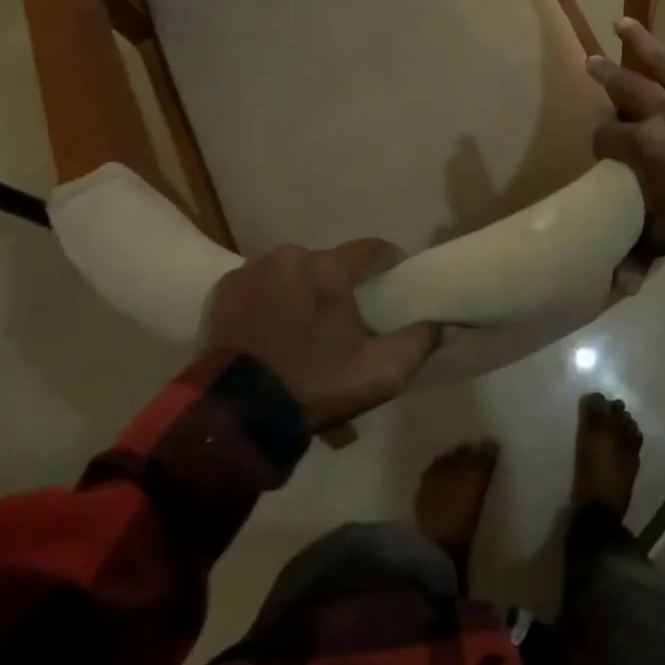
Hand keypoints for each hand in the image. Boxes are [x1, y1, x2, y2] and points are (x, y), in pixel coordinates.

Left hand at [202, 240, 437, 430]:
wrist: (235, 416)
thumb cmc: (314, 387)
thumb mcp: (381, 373)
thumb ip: (419, 341)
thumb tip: (440, 322)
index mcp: (329, 270)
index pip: (373, 249)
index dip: (388, 263)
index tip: (394, 283)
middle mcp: (291, 257)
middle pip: (329, 263)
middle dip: (339, 285)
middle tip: (342, 320)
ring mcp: (252, 270)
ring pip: (293, 272)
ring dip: (302, 291)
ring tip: (301, 328)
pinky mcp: (224, 289)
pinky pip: (259, 284)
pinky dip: (268, 300)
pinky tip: (269, 330)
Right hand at [588, 18, 664, 262]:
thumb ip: (638, 254)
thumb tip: (619, 287)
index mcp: (643, 144)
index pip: (606, 136)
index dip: (600, 144)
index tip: (602, 154)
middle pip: (627, 87)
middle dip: (605, 75)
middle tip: (589, 61)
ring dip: (644, 43)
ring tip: (623, 22)